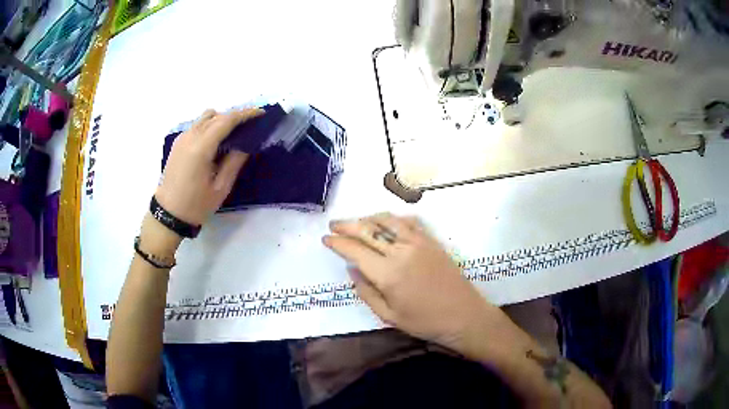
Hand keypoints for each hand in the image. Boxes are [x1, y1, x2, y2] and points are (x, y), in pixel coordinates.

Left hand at [155, 108, 262, 226]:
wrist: (168, 214)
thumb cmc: (196, 205)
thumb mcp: (221, 188)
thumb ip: (234, 162)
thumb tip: (246, 143)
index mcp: (201, 148)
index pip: (226, 121)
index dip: (245, 114)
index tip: (261, 113)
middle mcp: (190, 137)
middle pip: (216, 115)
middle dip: (235, 116)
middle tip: (250, 125)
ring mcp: (182, 138)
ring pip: (205, 117)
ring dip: (221, 120)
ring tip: (233, 134)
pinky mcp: (178, 143)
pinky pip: (197, 125)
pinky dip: (210, 126)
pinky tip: (216, 141)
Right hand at [323, 213, 505, 353]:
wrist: (463, 315)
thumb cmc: (424, 321)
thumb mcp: (388, 316)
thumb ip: (366, 291)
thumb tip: (352, 269)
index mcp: (387, 273)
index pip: (355, 250)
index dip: (338, 243)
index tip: (326, 238)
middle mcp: (401, 251)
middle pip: (368, 230)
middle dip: (347, 225)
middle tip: (333, 225)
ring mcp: (418, 242)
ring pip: (387, 221)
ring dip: (368, 218)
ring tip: (356, 222)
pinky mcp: (431, 241)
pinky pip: (408, 222)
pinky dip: (392, 219)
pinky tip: (386, 223)